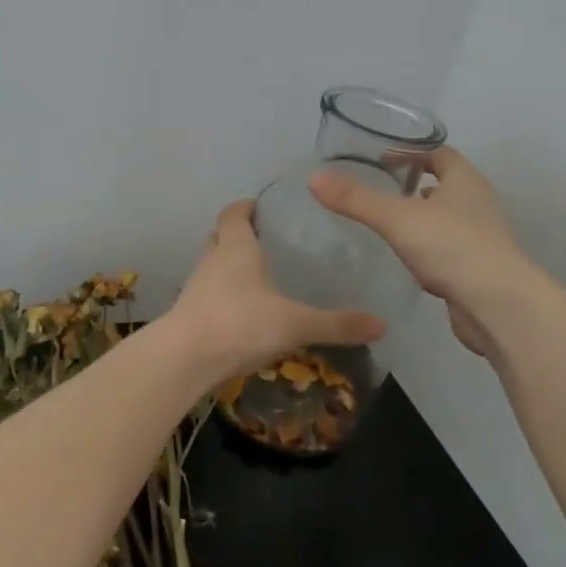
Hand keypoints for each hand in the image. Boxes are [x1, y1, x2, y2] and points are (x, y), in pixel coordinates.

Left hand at [165, 200, 385, 385]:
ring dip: (227, 265)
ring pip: (211, 265)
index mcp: (236, 248)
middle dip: (237, 234)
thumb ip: (336, 324)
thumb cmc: (239, 324)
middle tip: (264, 240)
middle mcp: (212, 260)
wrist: (184, 360)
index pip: (234, 214)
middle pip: (219, 236)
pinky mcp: (188, 314)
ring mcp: (196, 287)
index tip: (260, 206)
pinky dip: (222, 294)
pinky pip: (207, 294)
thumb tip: (382, 324)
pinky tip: (241, 311)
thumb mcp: (295, 324)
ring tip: (256, 275)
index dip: (245, 207)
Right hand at [310, 146, 532, 355]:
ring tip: (389, 223)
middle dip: (415, 185)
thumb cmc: (452, 248)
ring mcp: (481, 238)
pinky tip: (407, 259)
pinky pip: (448, 249)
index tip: (382, 159)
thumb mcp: (397, 219)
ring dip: (422, 217)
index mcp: (465, 181)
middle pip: (445, 184)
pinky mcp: (477, 268)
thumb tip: (314, 177)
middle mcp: (477, 203)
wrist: (498, 306)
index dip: (412, 152)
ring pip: (447, 218)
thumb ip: (356, 199)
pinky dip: (428, 248)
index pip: (440, 153)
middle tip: (379, 190)